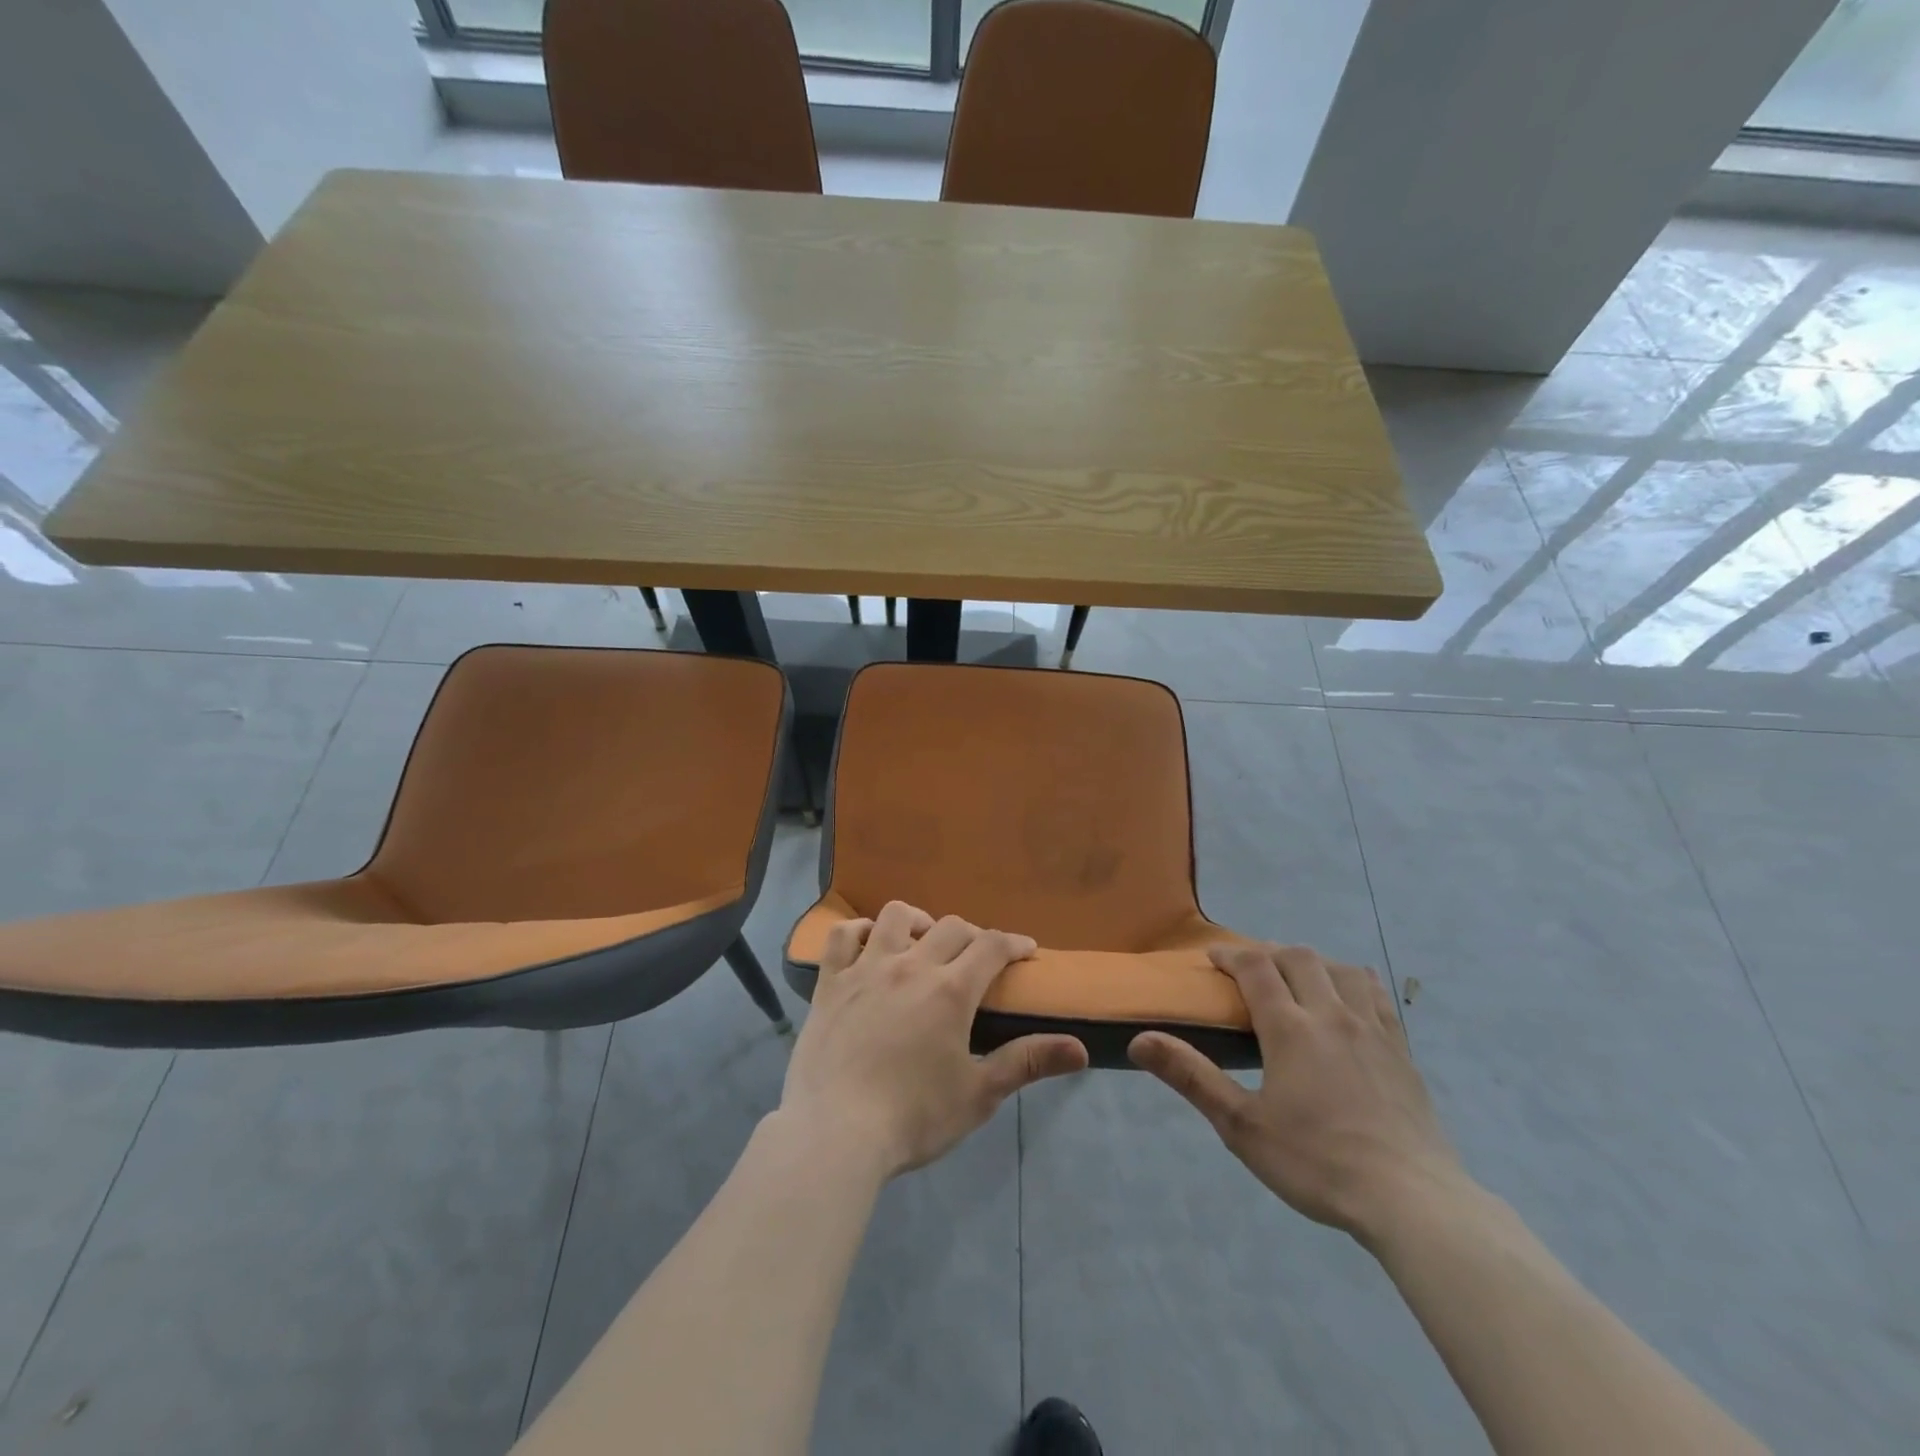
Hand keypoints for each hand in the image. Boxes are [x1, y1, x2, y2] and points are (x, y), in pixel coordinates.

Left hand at [780, 900, 1089, 1178]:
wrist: (835, 1133)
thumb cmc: (913, 1117)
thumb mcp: (978, 1094)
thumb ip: (1027, 1063)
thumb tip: (1080, 1049)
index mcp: (951, 990)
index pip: (992, 947)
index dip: (1014, 943)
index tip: (1026, 950)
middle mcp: (911, 966)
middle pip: (950, 927)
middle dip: (973, 935)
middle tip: (978, 958)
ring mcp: (866, 969)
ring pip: (895, 917)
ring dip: (918, 920)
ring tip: (924, 940)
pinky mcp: (831, 983)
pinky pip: (842, 936)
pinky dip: (859, 930)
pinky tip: (868, 942)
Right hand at [1129, 944, 1465, 1241]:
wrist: (1411, 1200)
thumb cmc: (1316, 1162)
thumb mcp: (1241, 1126)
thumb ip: (1191, 1077)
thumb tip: (1139, 1040)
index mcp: (1290, 1028)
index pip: (1256, 968)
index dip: (1231, 954)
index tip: (1213, 957)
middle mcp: (1331, 1015)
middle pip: (1299, 958)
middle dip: (1269, 953)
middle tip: (1251, 970)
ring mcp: (1373, 1031)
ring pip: (1342, 970)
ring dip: (1313, 963)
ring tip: (1298, 979)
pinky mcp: (1402, 1052)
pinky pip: (1378, 997)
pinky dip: (1356, 982)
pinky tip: (1352, 997)